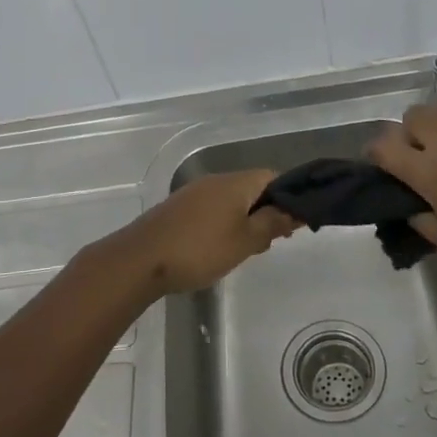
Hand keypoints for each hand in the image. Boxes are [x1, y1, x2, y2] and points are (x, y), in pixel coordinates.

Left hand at [103, 169, 297, 297]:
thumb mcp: (245, 240)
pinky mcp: (178, 209)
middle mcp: (215, 181)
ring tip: (246, 250)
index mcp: (236, 183)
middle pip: (252, 189)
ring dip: (244, 221)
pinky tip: (219, 249)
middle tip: (270, 243)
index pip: (273, 177)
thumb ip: (272, 223)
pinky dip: (223, 225)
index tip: (293, 224)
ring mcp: (194, 193)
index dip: (289, 197)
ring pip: (231, 201)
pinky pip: (212, 210)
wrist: (141, 259)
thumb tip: (295, 210)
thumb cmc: (200, 249)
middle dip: (266, 212)